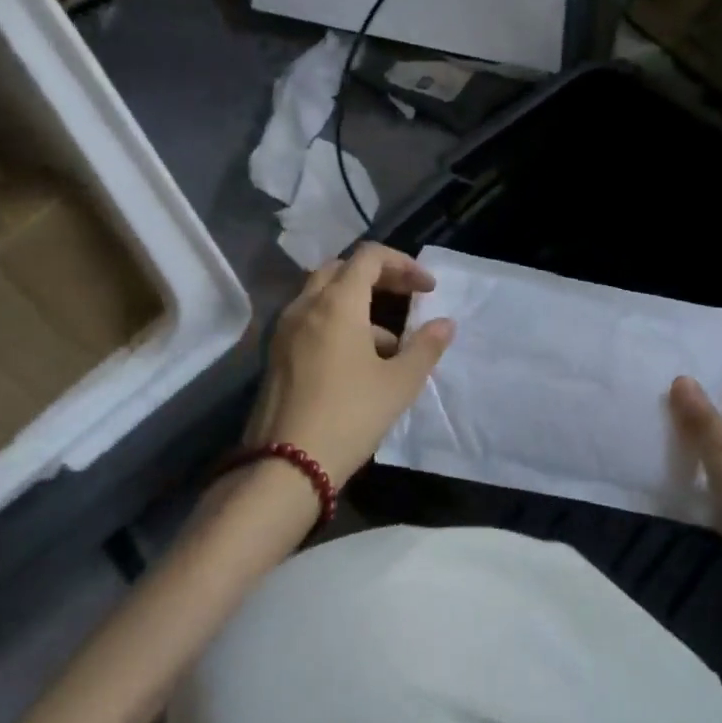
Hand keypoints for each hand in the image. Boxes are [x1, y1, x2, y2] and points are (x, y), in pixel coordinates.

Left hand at [244, 244, 455, 489]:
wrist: (286, 465)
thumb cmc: (350, 416)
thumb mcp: (399, 383)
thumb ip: (425, 347)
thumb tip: (445, 324)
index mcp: (336, 303)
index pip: (369, 257)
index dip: (403, 264)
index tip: (428, 289)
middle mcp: (305, 306)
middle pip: (342, 270)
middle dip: (379, 277)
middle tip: (408, 298)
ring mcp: (284, 330)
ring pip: (323, 296)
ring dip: (359, 304)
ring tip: (391, 343)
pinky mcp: (275, 355)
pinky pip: (310, 321)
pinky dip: (338, 324)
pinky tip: (359, 363)